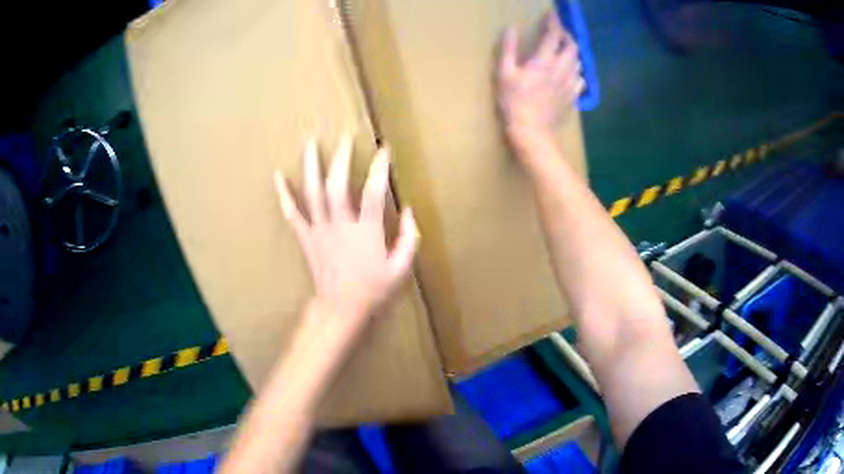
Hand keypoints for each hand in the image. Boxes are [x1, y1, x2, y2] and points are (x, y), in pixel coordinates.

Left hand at [274, 138, 418, 322]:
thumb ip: (409, 238)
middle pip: (337, 186)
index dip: (379, 169)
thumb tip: (409, 211)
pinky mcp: (306, 237)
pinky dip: (284, 194)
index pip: (373, 193)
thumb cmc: (373, 290)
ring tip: (310, 143)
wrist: (340, 309)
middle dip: (341, 159)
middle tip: (344, 138)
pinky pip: (292, 213)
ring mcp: (320, 230)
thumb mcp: (400, 268)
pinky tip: (277, 176)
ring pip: (312, 193)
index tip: (384, 150)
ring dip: (311, 166)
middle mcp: (340, 226)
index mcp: (366, 233)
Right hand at [497, 14, 583, 141]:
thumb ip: (508, 48)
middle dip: (567, 36)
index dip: (554, 22)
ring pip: (578, 62)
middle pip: (573, 47)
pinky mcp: (572, 97)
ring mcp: (569, 84)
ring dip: (572, 52)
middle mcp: (561, 70)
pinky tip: (570, 73)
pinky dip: (576, 71)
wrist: (532, 132)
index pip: (554, 35)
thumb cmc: (514, 102)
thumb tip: (511, 28)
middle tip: (558, 33)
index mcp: (544, 61)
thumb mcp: (504, 73)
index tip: (551, 14)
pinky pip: (580, 79)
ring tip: (563, 50)